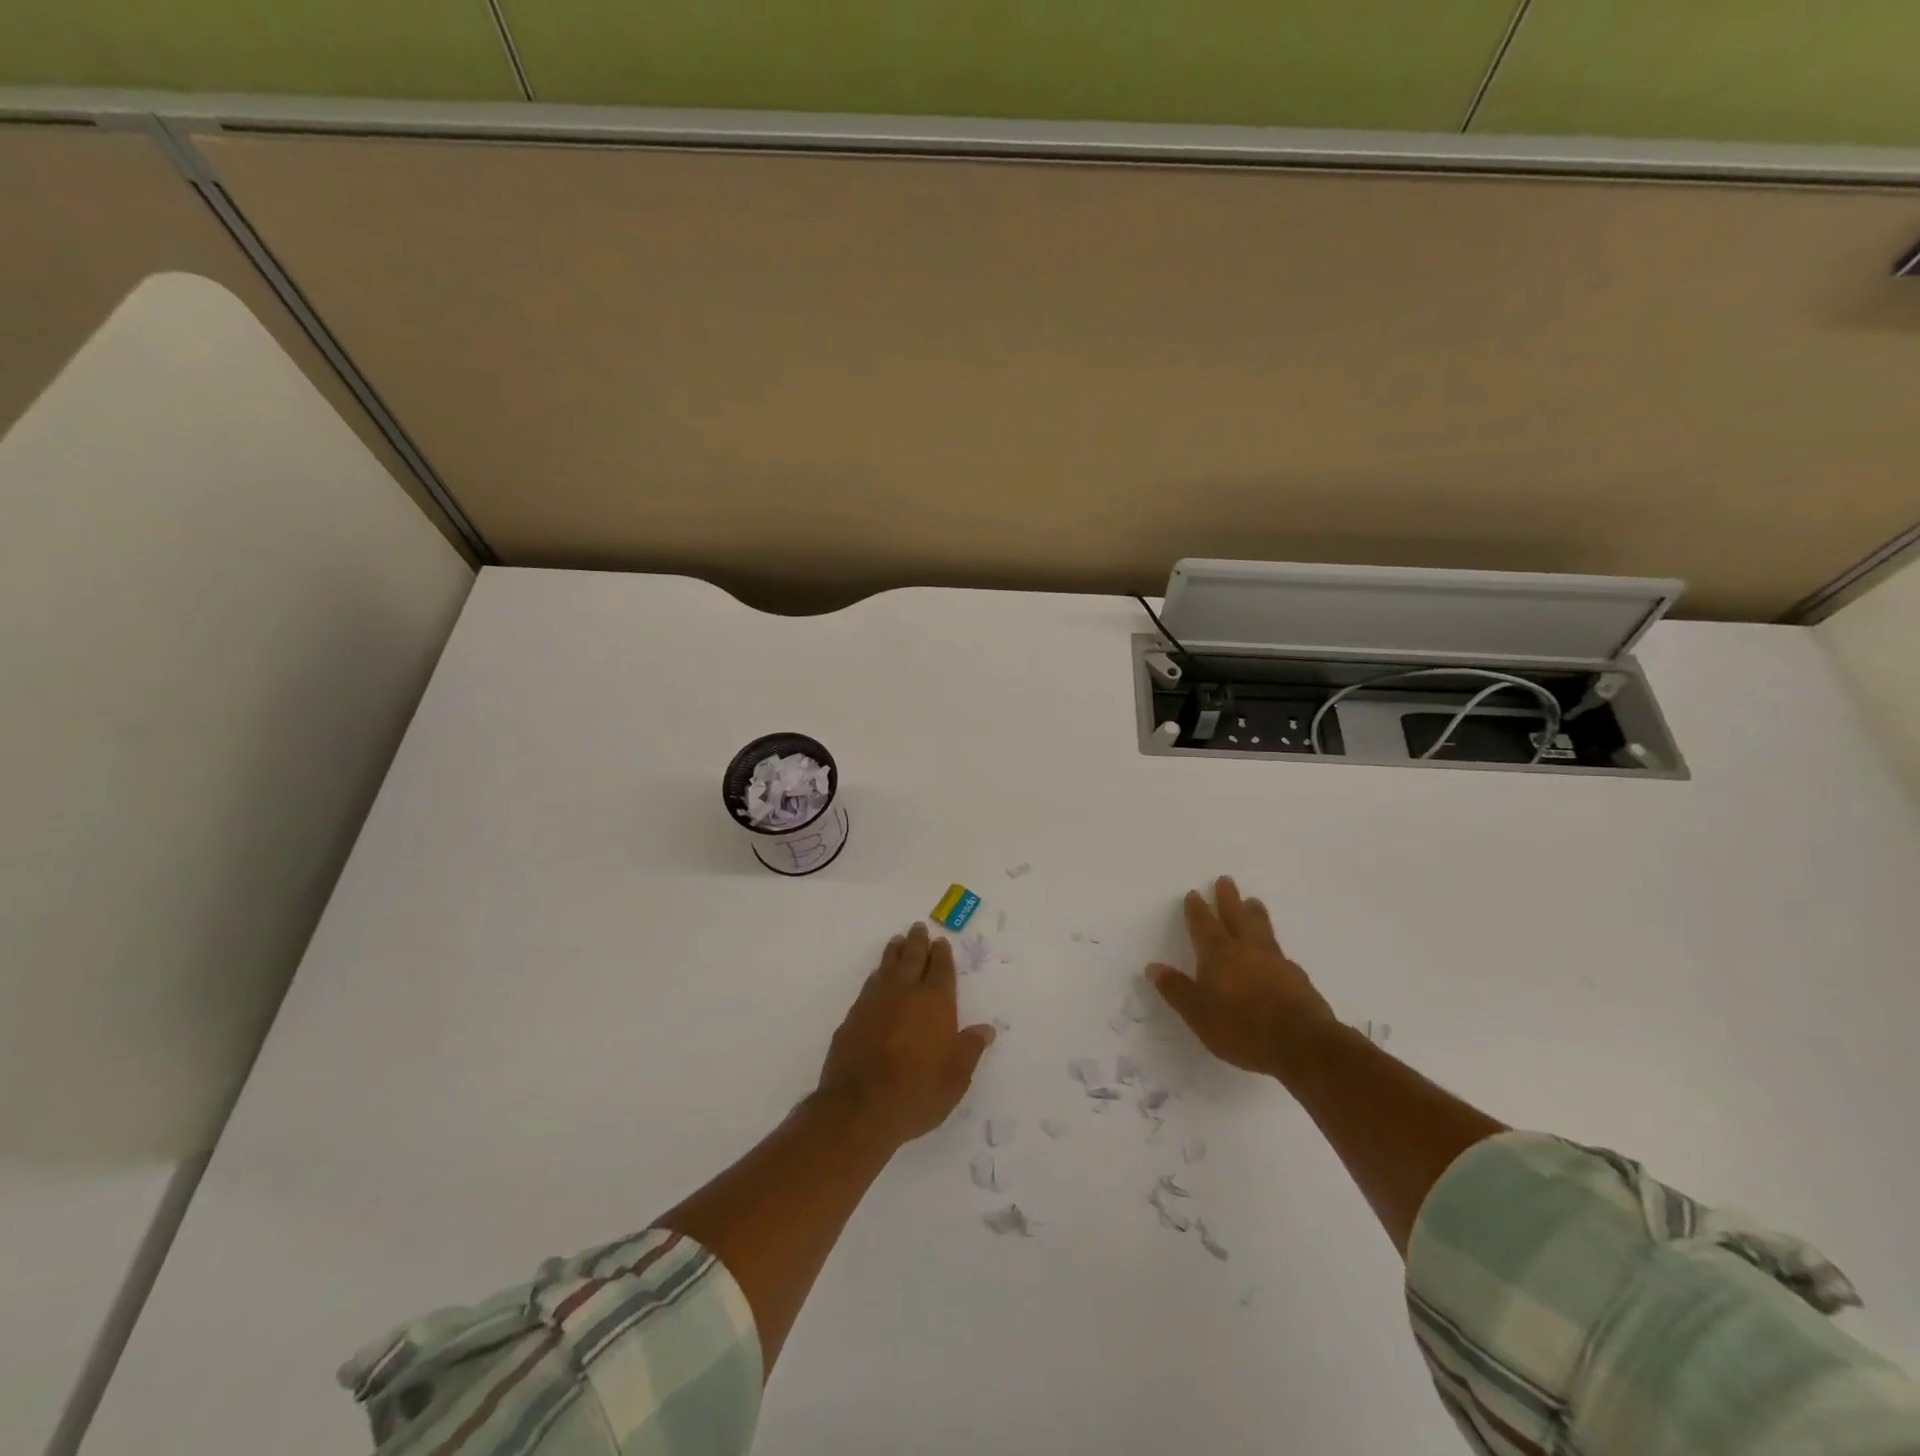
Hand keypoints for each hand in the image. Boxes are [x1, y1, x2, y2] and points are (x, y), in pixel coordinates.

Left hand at [816, 922, 996, 1147]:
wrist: (859, 1107)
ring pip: (887, 967)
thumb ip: (970, 1048)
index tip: (940, 941)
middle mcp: (905, 993)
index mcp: (935, 1003)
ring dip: (894, 952)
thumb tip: (986, 1029)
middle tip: (918, 927)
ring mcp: (875, 1002)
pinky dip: (877, 975)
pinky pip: (869, 985)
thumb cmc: (917, 1092)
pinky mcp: (853, 1017)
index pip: (941, 970)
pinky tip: (876, 978)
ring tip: (897, 941)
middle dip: (918, 942)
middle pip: (912, 958)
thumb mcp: (955, 1077)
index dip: (942, 954)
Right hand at [1147, 876, 1333, 1078]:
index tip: (1194, 893)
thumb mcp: (1198, 1014)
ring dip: (1255, 913)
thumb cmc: (1242, 1028)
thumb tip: (1153, 967)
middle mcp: (1246, 950)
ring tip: (1254, 901)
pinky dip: (1273, 944)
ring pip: (1262, 929)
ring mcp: (1275, 961)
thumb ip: (1176, 989)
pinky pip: (1280, 952)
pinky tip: (1276, 951)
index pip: (1204, 925)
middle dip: (1228, 899)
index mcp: (1219, 955)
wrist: (1301, 1043)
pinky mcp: (1297, 978)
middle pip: (1236, 916)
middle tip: (1225, 880)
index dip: (1197, 910)